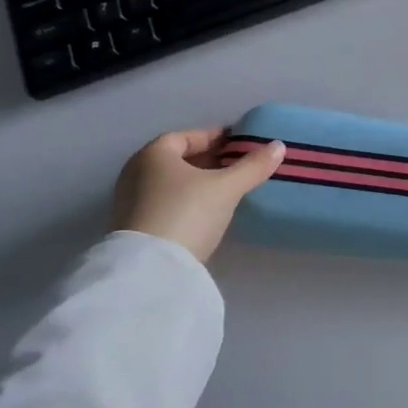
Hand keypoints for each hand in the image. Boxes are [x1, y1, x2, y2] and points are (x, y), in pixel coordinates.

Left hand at [111, 128, 285, 263]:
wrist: (150, 271)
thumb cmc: (187, 213)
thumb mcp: (227, 188)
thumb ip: (253, 166)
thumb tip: (278, 146)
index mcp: (153, 154)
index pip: (185, 136)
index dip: (213, 138)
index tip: (237, 144)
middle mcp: (135, 173)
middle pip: (176, 160)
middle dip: (206, 161)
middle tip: (235, 166)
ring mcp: (128, 203)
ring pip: (169, 184)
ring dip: (195, 183)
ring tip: (225, 190)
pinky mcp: (131, 230)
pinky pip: (163, 204)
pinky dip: (184, 202)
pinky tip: (205, 214)